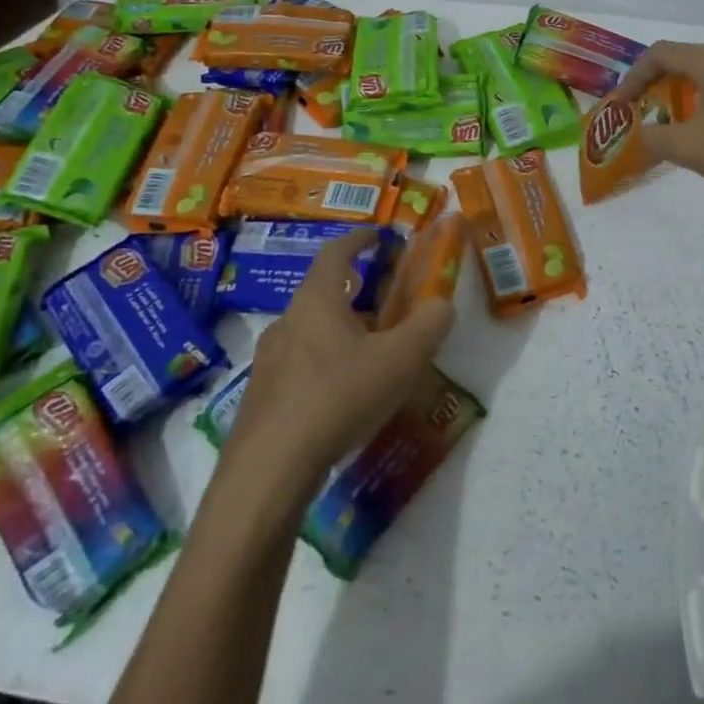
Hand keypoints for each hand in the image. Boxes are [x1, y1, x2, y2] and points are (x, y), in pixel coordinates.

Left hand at [229, 229, 455, 489]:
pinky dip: (324, 364)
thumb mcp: (400, 360)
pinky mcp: (261, 397)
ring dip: (339, 331)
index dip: (358, 240)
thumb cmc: (339, 396)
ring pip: (309, 332)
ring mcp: (268, 361)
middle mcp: (287, 322)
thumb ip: (428, 326)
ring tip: (368, 354)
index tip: (377, 234)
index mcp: (317, 301)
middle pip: (322, 294)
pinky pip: (298, 365)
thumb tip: (442, 303)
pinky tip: (341, 395)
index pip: (336, 253)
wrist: (269, 469)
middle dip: (355, 293)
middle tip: (385, 305)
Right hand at [616, 41, 703, 202]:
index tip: (621, 105)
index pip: (658, 54)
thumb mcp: (689, 147)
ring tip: (667, 126)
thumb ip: (654, 138)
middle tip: (639, 114)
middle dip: (654, 87)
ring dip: (680, 98)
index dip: (632, 77)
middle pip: (682, 62)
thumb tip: (638, 137)